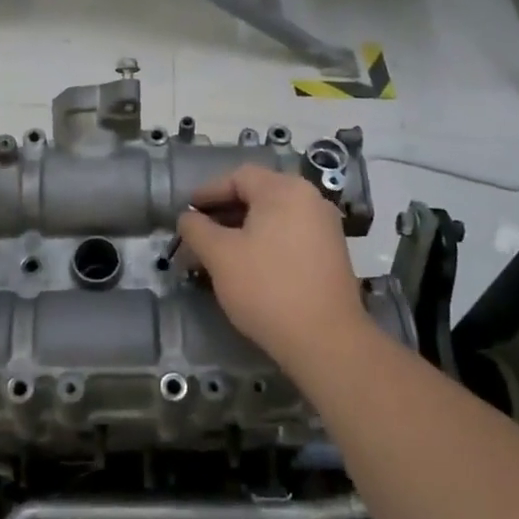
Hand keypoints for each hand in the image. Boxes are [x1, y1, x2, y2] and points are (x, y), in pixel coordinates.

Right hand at [176, 166, 368, 374]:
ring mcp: (325, 227)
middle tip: (198, 234)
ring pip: (274, 217)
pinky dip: (265, 242)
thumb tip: (187, 218)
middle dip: (224, 213)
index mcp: (285, 190)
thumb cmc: (267, 288)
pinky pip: (290, 235)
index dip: (208, 192)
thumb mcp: (220, 256)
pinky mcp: (331, 254)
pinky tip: (248, 266)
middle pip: (258, 195)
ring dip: (243, 230)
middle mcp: (310, 199)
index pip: (238, 177)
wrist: (326, 342)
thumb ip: (197, 229)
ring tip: (218, 253)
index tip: (187, 212)